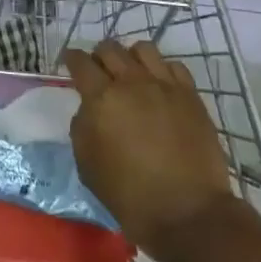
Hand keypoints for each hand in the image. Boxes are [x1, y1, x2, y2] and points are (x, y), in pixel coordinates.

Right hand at [65, 39, 236, 252]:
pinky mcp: (190, 95)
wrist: (186, 213)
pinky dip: (161, 70)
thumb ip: (82, 126)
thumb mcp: (87, 164)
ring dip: (131, 57)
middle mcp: (132, 83)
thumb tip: (90, 108)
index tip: (69, 62)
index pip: (80, 62)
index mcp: (101, 98)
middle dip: (99, 56)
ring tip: (131, 74)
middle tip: (98, 72)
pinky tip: (159, 86)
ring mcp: (164, 86)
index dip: (71, 58)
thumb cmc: (129, 195)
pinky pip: (173, 66)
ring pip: (143, 49)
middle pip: (110, 48)